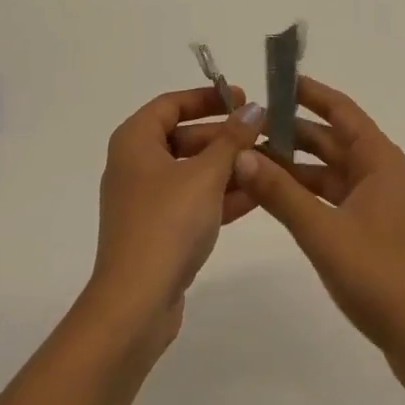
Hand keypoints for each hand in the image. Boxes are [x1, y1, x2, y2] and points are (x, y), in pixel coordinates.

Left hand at [86, 87, 266, 351]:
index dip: (207, 98)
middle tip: (261, 133)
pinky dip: (220, 196)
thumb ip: (232, 139)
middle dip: (224, 136)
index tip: (242, 98)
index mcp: (135, 141)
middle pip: (183, 136)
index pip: (172, 103)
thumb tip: (253, 109)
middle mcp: (135, 164)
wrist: (135, 306)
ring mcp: (145, 201)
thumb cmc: (167, 224)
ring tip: (269, 163)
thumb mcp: (206, 175)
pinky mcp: (158, 232)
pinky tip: (257, 195)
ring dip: (227, 167)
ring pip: (191, 171)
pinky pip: (192, 201)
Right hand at [229, 76, 404, 363]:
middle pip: (331, 138)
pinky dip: (304, 192)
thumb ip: (281, 193)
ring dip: (294, 164)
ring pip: (328, 169)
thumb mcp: (324, 232)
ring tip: (250, 158)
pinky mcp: (370, 229)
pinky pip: (331, 196)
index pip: (340, 109)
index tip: (273, 80)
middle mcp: (379, 172)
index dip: (308, 92)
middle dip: (291, 130)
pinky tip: (273, 196)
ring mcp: (376, 202)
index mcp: (378, 159)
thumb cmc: (381, 277)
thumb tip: (241, 155)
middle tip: (248, 125)